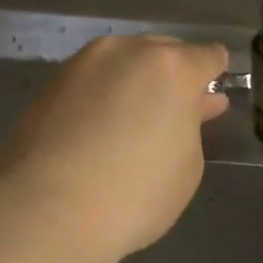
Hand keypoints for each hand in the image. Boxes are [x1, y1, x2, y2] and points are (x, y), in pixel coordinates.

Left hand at [3, 34, 229, 257]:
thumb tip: (190, 106)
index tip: (213, 95)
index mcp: (171, 68)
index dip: (215, 74)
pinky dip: (101, 97)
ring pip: (121, 63)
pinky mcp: (46, 87)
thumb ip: (192, 125)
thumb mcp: (188, 165)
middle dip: (174, 75)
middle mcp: (125, 52)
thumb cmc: (137, 194)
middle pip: (162, 51)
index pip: (208, 56)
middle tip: (177, 109)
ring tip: (135, 118)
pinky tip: (100, 128)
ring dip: (134, 82)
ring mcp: (80, 65)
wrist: (49, 211)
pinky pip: (89, 83)